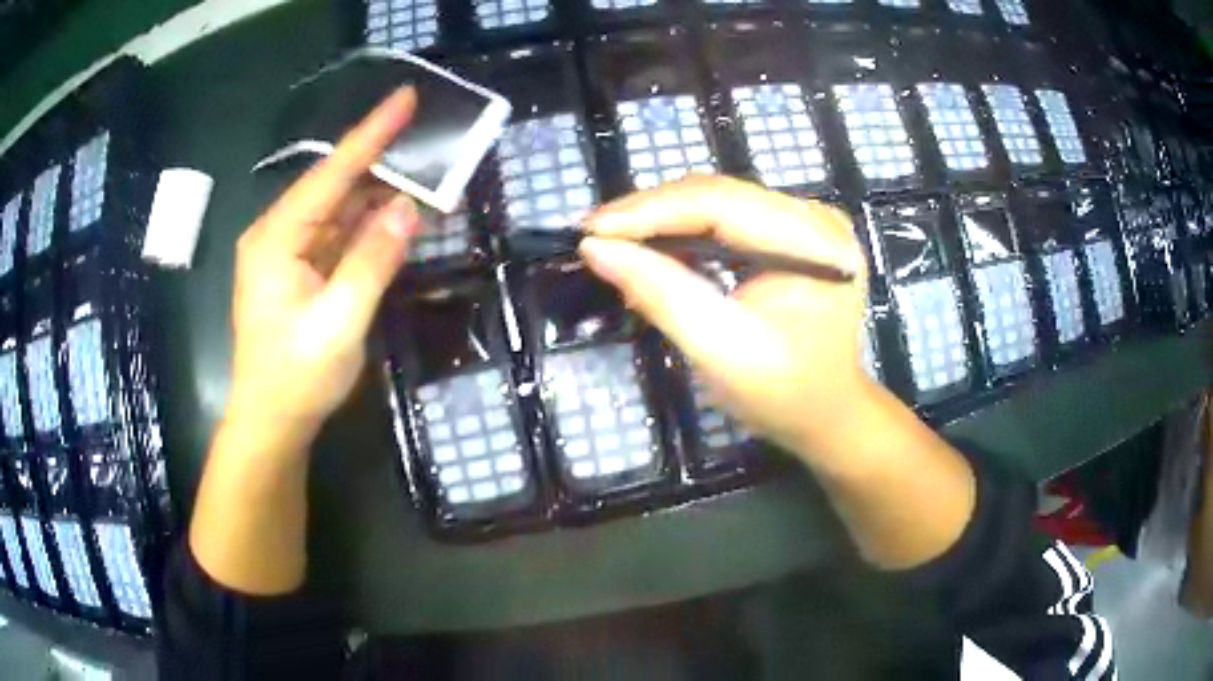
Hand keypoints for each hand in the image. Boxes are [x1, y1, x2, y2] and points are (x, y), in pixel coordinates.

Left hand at [225, 88, 419, 442]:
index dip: (371, 133)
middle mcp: (279, 234)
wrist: (271, 422)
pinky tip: (396, 215)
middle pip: (334, 184)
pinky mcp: (299, 271)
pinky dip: (367, 225)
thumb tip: (408, 208)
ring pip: (338, 209)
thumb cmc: (296, 377)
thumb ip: (372, 261)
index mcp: (278, 238)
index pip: (331, 173)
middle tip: (426, 135)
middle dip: (380, 160)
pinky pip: (338, 235)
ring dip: (378, 194)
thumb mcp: (339, 322)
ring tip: (423, 171)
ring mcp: (288, 252)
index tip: (405, 96)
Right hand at [579, 175, 874, 464]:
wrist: (828, 414)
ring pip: (717, 202)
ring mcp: (806, 223)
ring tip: (612, 240)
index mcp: (815, 243)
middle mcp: (815, 218)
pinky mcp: (791, 234)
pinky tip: (650, 248)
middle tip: (593, 235)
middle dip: (650, 213)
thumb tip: (596, 249)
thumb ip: (663, 294)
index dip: (650, 211)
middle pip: (718, 195)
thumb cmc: (784, 395)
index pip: (722, 203)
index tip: (591, 230)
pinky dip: (684, 233)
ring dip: (662, 220)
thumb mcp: (722, 351)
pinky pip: (726, 219)